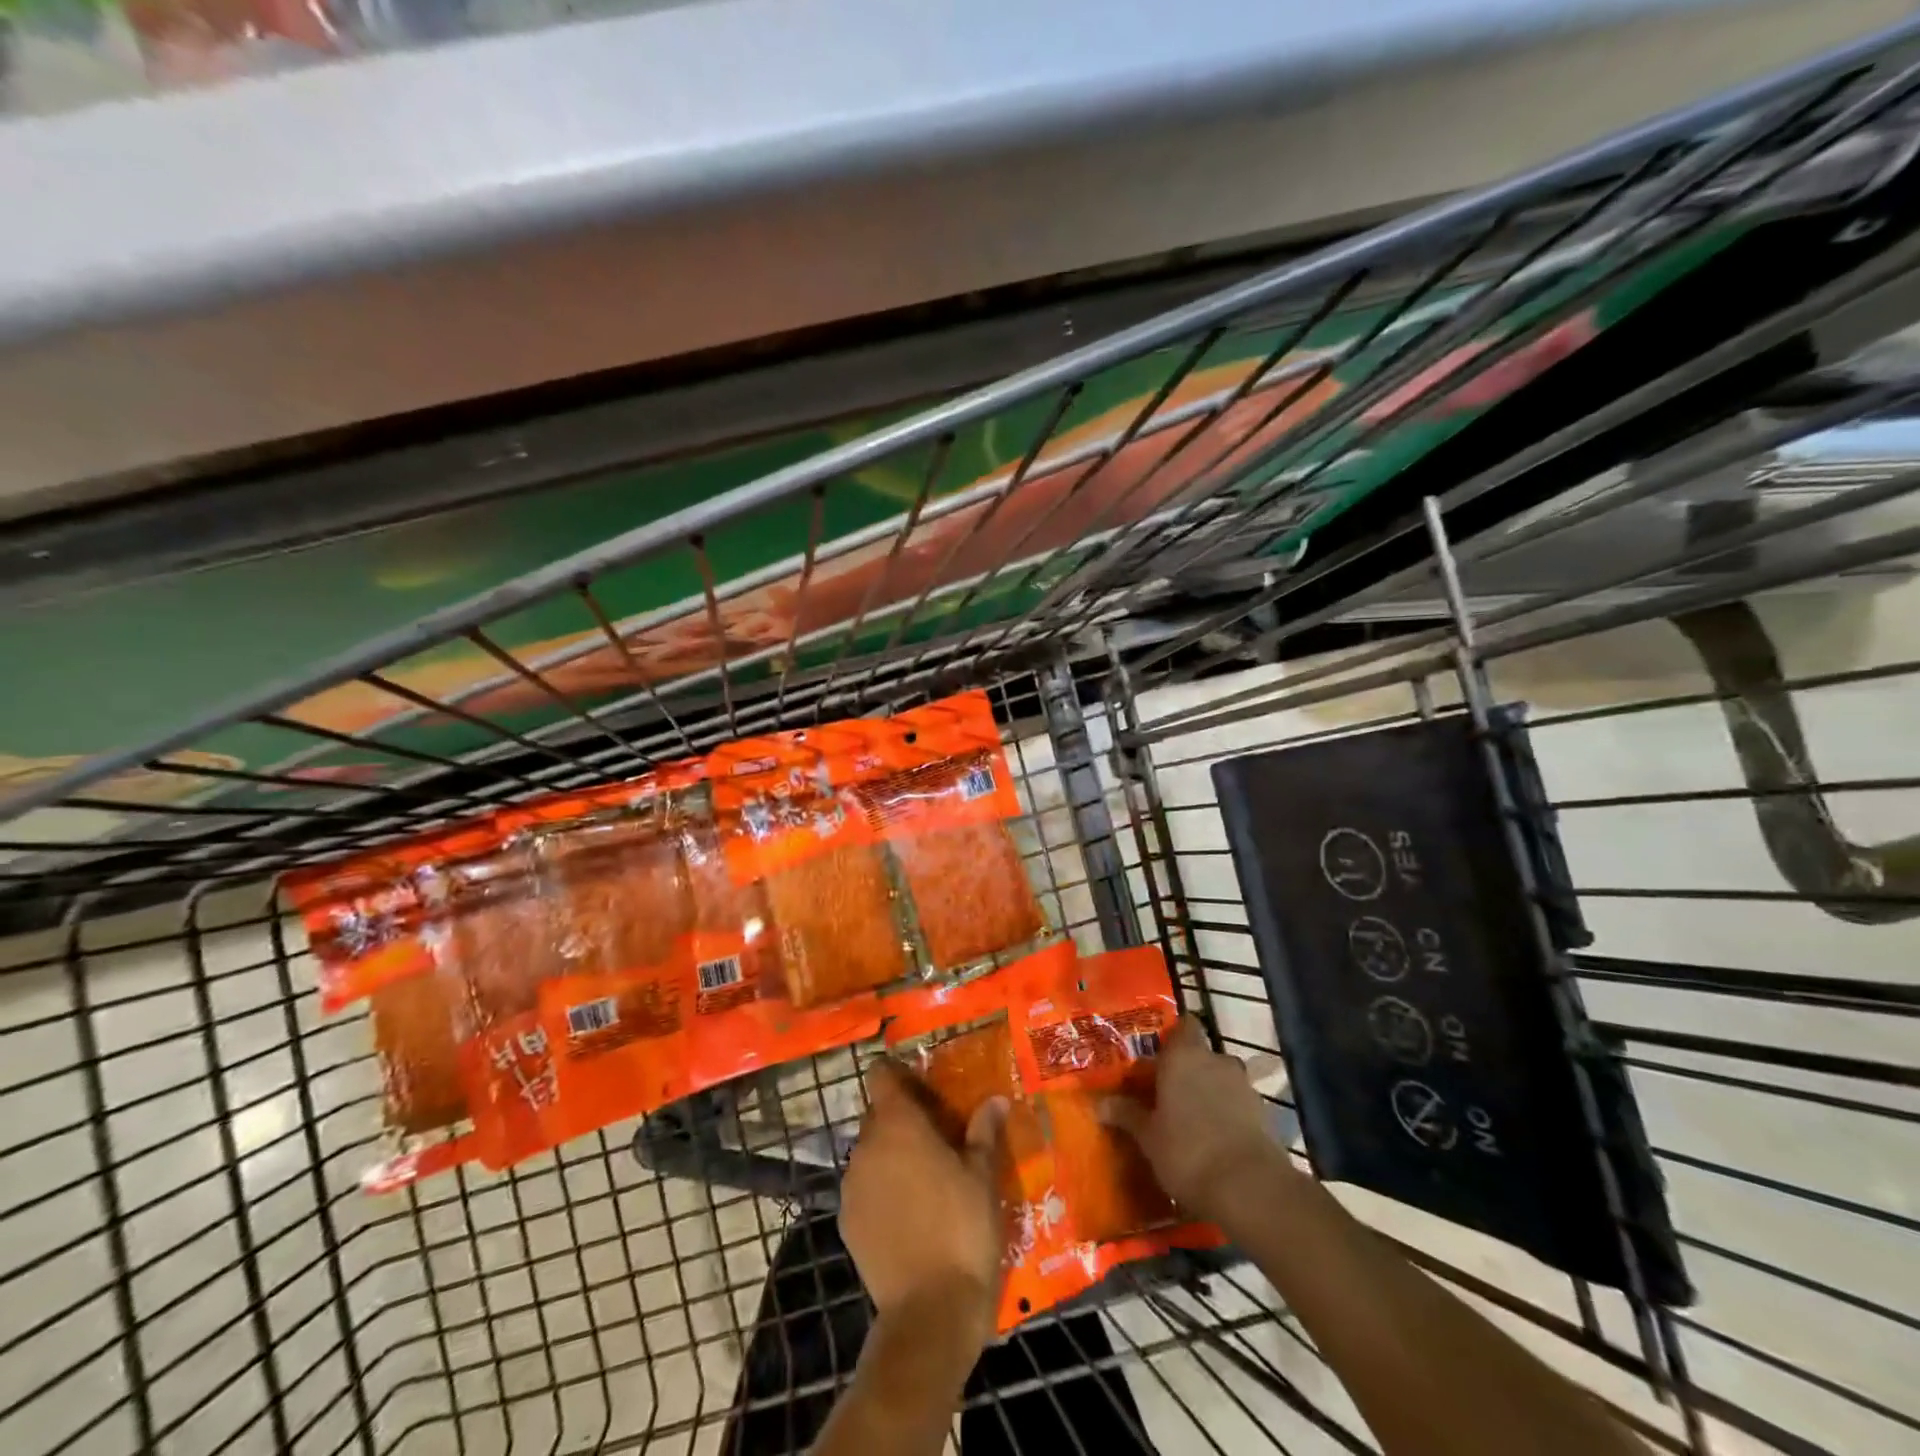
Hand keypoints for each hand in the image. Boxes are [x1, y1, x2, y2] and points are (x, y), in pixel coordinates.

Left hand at [840, 1057, 1007, 1341]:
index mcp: (899, 1125)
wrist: (930, 1313)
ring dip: (891, 1154)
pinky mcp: (846, 1221)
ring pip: (870, 1151)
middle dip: (902, 1119)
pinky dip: (881, 1189)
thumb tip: (995, 1100)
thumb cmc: (963, 1229)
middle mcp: (867, 1146)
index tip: (923, 1087)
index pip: (881, 1075)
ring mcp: (851, 1185)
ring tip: (925, 1178)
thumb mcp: (983, 1176)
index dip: (898, 1074)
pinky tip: (909, 1214)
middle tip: (937, 1136)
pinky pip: (863, 1187)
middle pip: (878, 1114)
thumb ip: (984, 1131)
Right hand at [1099, 1017, 1285, 1220]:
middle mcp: (1216, 1060)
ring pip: (1221, 1080)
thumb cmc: (1187, 1151)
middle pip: (1201, 1055)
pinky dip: (1228, 1115)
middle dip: (1187, 1071)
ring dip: (1209, 1093)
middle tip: (1167, 1094)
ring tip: (1191, 1121)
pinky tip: (1215, 1141)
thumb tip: (1100, 1104)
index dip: (1173, 1037)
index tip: (1158, 1056)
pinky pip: (1238, 1104)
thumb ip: (1126, 1114)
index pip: (1184, 1025)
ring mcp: (1244, 1086)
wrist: (1250, 1188)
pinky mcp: (1263, 1114)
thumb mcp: (1148, 1136)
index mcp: (1184, 1056)